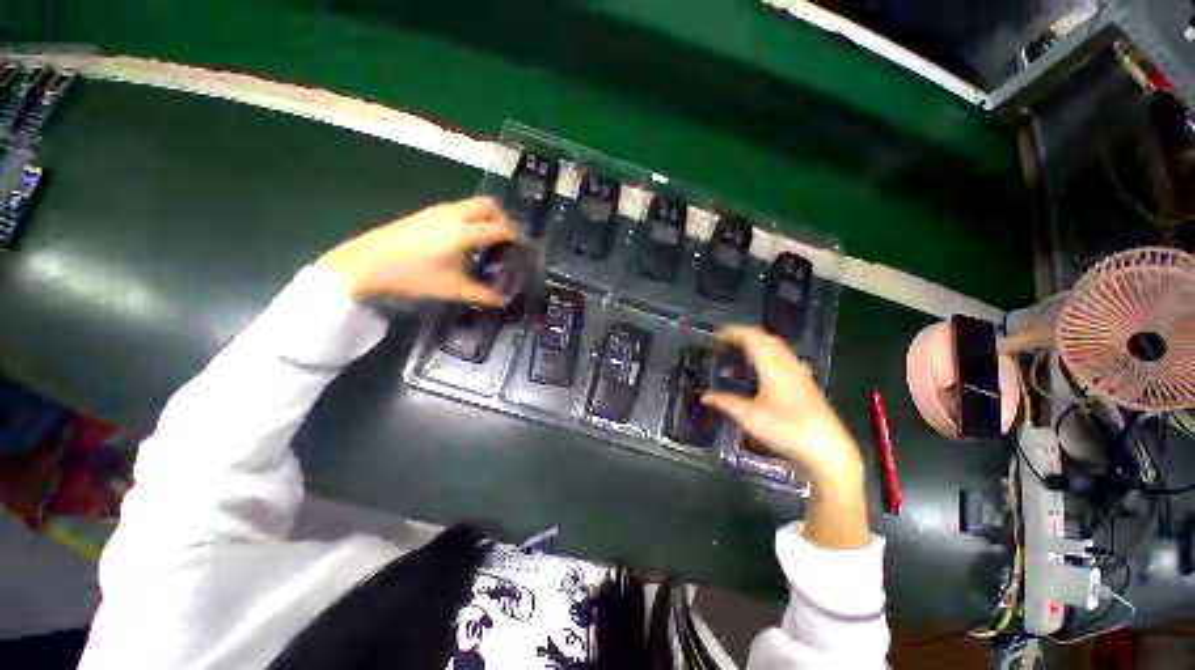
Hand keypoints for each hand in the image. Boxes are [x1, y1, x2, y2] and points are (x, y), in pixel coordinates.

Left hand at [316, 197, 520, 303]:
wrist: (363, 263)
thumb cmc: (410, 277)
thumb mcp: (451, 289)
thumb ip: (482, 294)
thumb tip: (503, 301)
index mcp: (462, 233)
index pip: (499, 228)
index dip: (516, 237)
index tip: (525, 249)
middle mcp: (454, 215)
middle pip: (489, 206)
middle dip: (505, 220)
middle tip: (510, 241)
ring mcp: (438, 210)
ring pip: (474, 204)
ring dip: (489, 217)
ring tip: (492, 240)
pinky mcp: (427, 212)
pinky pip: (460, 208)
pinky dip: (473, 217)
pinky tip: (468, 239)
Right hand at [701, 326, 862, 490]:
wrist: (827, 450)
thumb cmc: (786, 430)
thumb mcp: (750, 417)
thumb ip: (726, 403)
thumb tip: (705, 396)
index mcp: (773, 367)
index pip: (752, 338)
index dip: (733, 332)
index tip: (716, 335)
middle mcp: (787, 364)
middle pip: (765, 338)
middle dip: (743, 335)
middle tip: (724, 342)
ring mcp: (799, 372)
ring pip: (776, 347)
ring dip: (756, 344)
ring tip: (738, 352)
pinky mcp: (805, 382)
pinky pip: (782, 357)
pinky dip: (766, 354)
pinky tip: (759, 370)